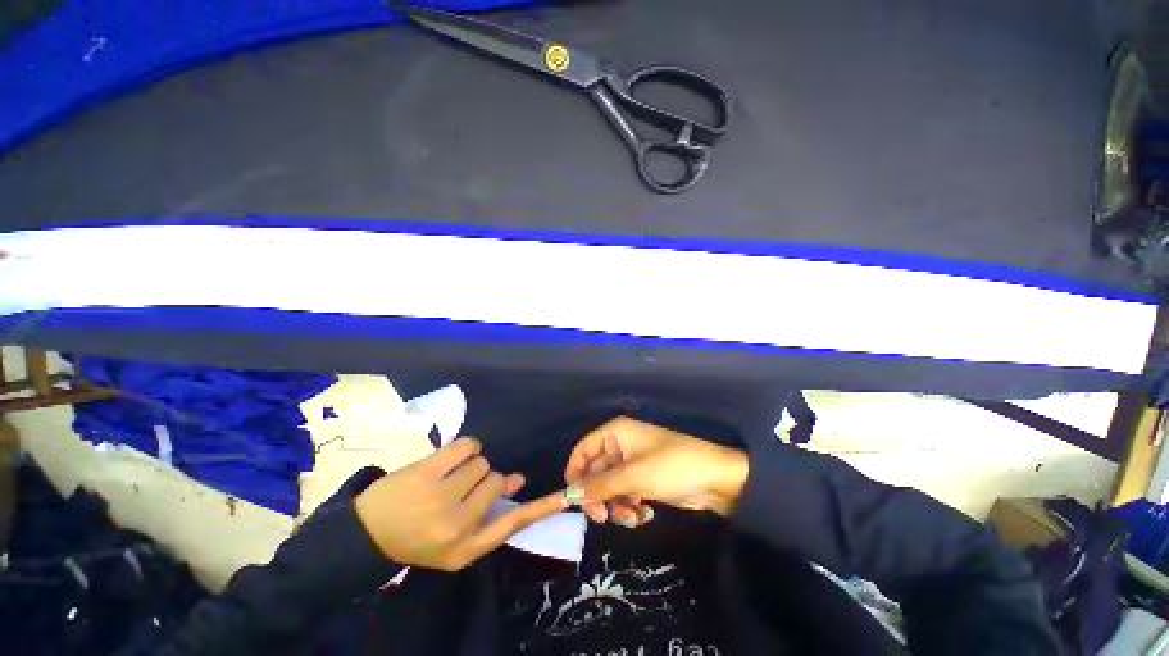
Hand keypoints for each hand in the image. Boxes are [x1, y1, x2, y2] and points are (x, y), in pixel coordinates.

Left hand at [354, 438, 565, 570]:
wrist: (364, 535)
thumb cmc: (415, 538)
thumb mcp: (455, 541)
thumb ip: (490, 512)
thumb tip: (518, 478)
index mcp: (466, 548)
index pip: (512, 523)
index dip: (541, 508)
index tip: (564, 497)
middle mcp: (457, 526)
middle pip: (496, 478)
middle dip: (482, 479)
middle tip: (458, 488)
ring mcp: (440, 498)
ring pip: (482, 462)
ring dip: (470, 465)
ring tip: (447, 478)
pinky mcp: (426, 473)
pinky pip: (467, 445)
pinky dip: (464, 448)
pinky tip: (448, 461)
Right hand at [564, 417, 748, 527]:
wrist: (715, 479)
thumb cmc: (671, 467)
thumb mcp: (632, 476)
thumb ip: (598, 485)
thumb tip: (568, 494)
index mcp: (615, 433)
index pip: (583, 450)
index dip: (575, 473)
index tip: (573, 500)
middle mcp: (620, 445)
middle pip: (595, 472)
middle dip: (600, 497)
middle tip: (603, 519)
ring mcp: (632, 463)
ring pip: (610, 488)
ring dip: (616, 506)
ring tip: (632, 518)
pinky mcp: (643, 479)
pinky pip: (625, 494)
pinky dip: (630, 507)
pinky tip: (644, 516)